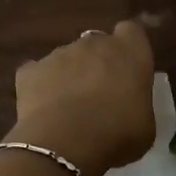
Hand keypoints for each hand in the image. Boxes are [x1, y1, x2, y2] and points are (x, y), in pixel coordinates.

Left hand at [11, 22, 157, 175]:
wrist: (65, 143)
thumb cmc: (117, 134)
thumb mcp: (145, 126)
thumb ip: (138, 104)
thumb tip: (128, 105)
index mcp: (130, 52)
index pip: (131, 31)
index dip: (129, 47)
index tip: (129, 68)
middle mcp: (94, 44)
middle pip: (97, 44)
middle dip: (98, 62)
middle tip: (100, 94)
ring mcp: (58, 54)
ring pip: (66, 58)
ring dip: (69, 75)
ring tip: (69, 108)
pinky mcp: (30, 70)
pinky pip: (37, 73)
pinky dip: (40, 87)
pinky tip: (43, 110)